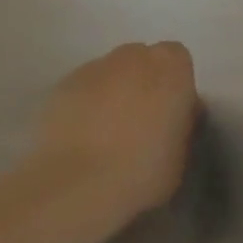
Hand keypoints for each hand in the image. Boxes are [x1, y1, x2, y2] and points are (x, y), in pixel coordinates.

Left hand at [33, 42, 199, 217]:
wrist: (79, 184)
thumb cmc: (143, 171)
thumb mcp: (181, 154)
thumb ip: (180, 124)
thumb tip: (172, 117)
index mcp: (170, 69)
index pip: (177, 59)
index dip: (175, 85)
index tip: (171, 113)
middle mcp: (131, 58)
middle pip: (140, 60)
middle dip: (142, 83)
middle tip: (140, 121)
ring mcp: (92, 68)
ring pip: (108, 73)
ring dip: (111, 93)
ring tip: (106, 133)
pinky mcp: (61, 85)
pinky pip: (81, 89)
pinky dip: (84, 105)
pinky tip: (81, 137)